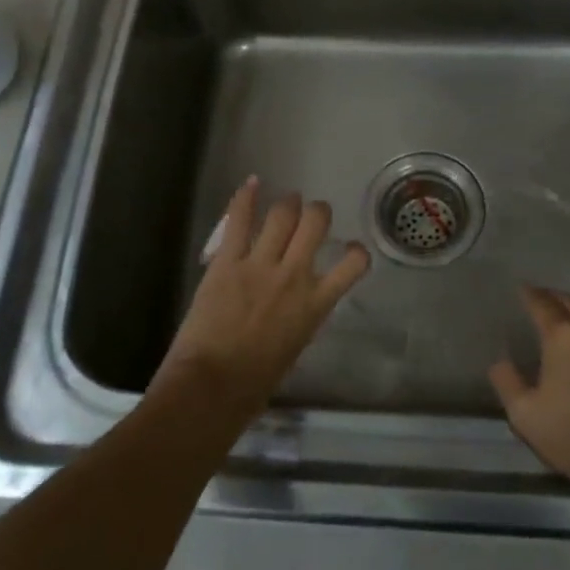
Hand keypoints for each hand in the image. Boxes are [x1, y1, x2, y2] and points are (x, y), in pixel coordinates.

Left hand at [158, 178, 370, 417]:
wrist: (212, 386)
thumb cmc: (255, 382)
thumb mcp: (295, 347)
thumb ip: (302, 316)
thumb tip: (299, 304)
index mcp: (316, 304)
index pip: (354, 264)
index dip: (356, 251)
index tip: (350, 249)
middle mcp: (294, 276)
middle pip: (316, 223)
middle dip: (318, 212)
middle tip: (312, 215)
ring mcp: (261, 264)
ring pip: (283, 214)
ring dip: (288, 203)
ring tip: (287, 202)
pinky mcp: (228, 261)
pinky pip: (239, 221)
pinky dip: (246, 197)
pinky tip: (252, 183)